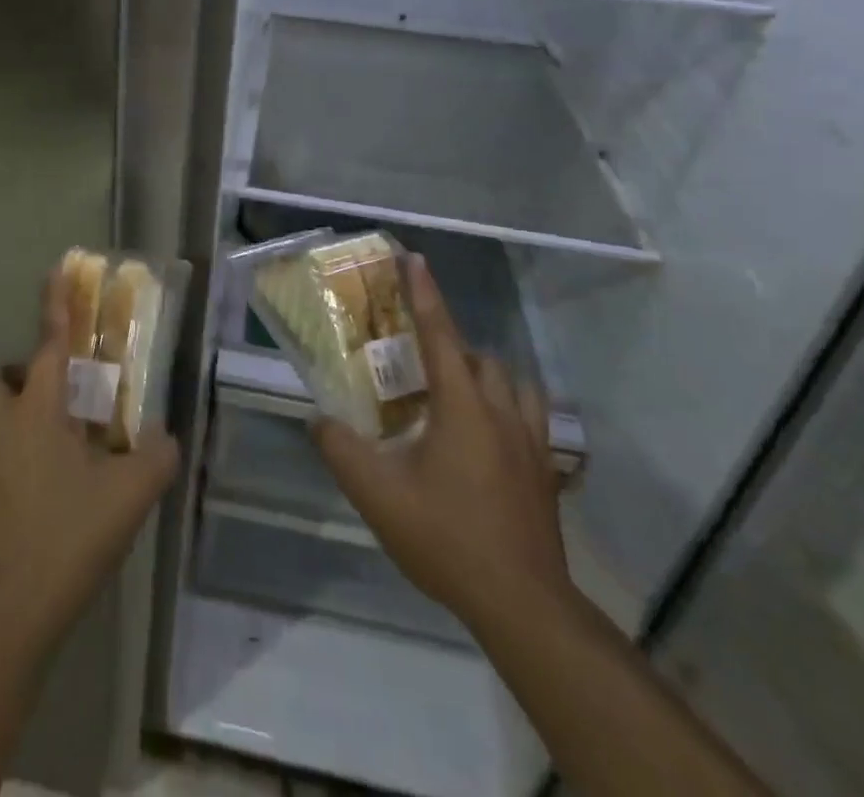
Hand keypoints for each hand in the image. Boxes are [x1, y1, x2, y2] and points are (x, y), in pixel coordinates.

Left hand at [0, 274, 179, 659]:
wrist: (7, 609)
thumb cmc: (70, 537)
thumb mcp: (131, 495)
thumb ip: (157, 456)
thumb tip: (165, 438)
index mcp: (40, 406)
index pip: (53, 340)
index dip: (58, 301)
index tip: (58, 265)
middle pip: (7, 374)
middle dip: (31, 379)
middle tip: (62, 410)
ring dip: (2, 409)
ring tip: (32, 441)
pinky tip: (6, 474)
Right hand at [314, 255, 574, 636]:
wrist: (522, 604)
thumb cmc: (447, 538)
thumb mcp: (378, 495)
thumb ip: (341, 450)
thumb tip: (318, 419)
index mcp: (462, 407)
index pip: (440, 335)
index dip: (425, 294)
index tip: (415, 259)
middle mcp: (502, 413)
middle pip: (480, 358)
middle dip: (450, 346)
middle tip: (418, 362)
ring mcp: (531, 443)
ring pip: (513, 384)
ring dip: (484, 375)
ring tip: (456, 393)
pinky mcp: (545, 472)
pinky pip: (532, 418)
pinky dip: (510, 408)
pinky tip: (491, 435)